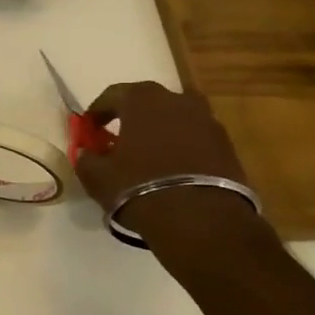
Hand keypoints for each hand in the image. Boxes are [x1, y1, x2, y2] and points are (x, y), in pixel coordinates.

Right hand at [72, 82, 252, 240]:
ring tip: (149, 153)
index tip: (89, 129)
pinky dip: (182, 146)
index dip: (97, 112)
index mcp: (142, 100)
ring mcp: (207, 121)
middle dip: (131, 116)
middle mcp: (177, 100)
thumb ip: (86, 159)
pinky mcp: (227, 145)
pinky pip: (195, 138)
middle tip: (119, 137)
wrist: (201, 219)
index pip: (112, 94)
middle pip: (148, 101)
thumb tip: (87, 153)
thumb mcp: (97, 177)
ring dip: (160, 130)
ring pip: (175, 118)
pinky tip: (173, 168)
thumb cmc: (139, 187)